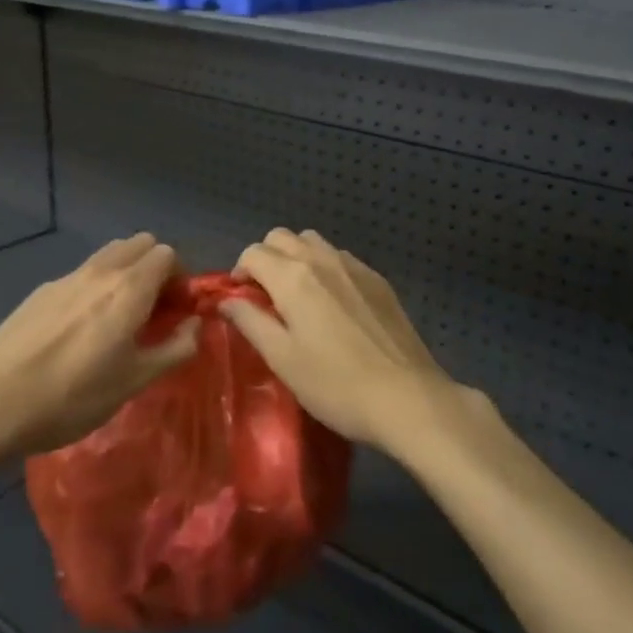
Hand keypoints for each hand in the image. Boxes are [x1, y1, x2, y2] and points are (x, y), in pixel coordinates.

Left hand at [0, 234, 197, 457]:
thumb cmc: (72, 396)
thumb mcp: (135, 381)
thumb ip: (175, 348)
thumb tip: (194, 326)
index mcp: (129, 288)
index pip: (167, 254)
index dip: (179, 279)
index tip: (175, 312)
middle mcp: (100, 271)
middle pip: (139, 244)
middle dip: (155, 268)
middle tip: (152, 309)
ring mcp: (66, 277)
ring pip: (109, 255)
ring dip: (125, 274)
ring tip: (118, 318)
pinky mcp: (40, 291)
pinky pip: (81, 275)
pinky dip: (95, 287)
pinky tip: (79, 331)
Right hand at [222, 229, 458, 453]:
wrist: (406, 396)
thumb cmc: (334, 384)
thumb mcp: (282, 359)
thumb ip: (251, 322)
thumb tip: (227, 300)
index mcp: (293, 276)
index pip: (253, 253)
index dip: (239, 272)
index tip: (241, 300)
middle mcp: (322, 259)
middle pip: (282, 237)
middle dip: (266, 258)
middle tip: (265, 296)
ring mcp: (355, 266)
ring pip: (313, 242)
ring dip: (296, 258)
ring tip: (298, 297)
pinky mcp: (378, 280)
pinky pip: (341, 258)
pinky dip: (325, 268)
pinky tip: (333, 304)